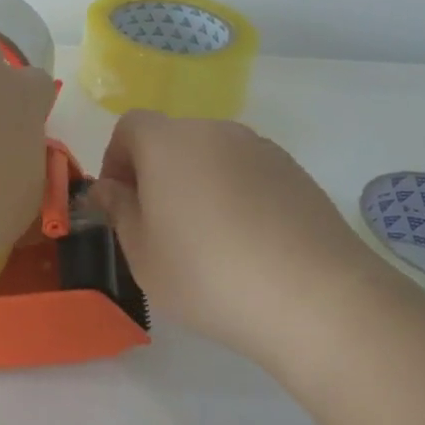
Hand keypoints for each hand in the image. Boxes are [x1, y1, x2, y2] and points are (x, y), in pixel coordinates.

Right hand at [90, 110, 395, 374]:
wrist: (315, 296)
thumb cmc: (208, 274)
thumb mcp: (143, 254)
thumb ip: (118, 211)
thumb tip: (108, 188)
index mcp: (168, 143)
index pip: (130, 127)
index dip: (116, 160)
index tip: (121, 203)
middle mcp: (215, 131)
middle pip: (172, 139)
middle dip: (157, 173)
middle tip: (159, 227)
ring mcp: (260, 149)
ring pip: (212, 156)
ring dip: (198, 184)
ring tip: (208, 240)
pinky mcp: (295, 172)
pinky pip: (249, 173)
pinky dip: (237, 195)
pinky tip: (249, 244)